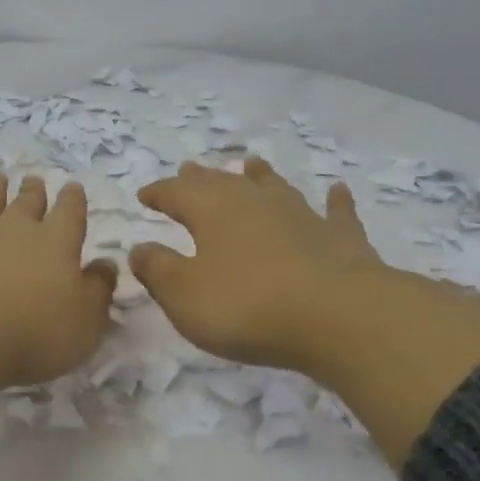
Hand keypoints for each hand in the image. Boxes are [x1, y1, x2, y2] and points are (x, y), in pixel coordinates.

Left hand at [0, 173, 115, 468]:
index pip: (70, 214)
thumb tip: (106, 265)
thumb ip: (98, 291)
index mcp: (56, 244)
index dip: (73, 201)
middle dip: (34, 192)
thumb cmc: (34, 335)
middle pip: (26, 205)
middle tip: (35, 180)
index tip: (73, 188)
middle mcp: (12, 231)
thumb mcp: (85, 324)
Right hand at [129, 157, 385, 372]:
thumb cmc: (245, 307)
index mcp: (213, 212)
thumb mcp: (183, 295)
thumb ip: (158, 270)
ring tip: (252, 163)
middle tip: (189, 169)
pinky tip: (337, 190)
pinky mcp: (340, 239)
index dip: (160, 193)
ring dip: (261, 176)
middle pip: (224, 183)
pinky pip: (335, 212)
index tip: (145, 194)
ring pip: (275, 188)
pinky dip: (335, 201)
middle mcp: (256, 203)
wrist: (333, 316)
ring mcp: (302, 216)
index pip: (177, 194)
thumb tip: (140, 248)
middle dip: (202, 179)